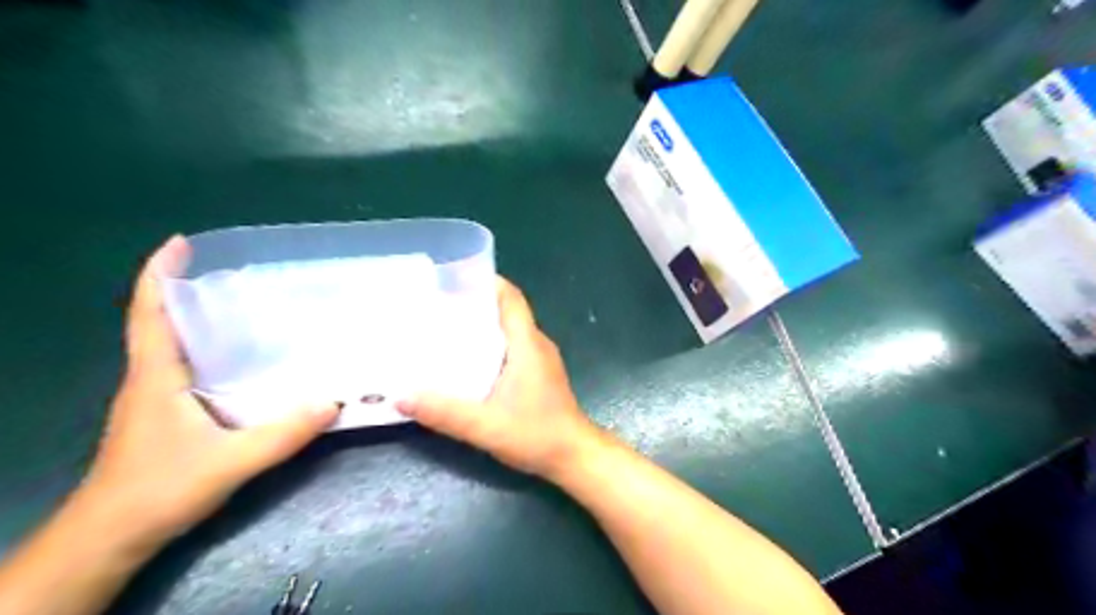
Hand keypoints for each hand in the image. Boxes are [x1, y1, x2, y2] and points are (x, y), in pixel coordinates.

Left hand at [76, 236, 338, 552]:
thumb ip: (283, 433)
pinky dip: (209, 350)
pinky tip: (245, 359)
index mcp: (155, 376)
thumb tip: (334, 401)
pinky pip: (187, 368)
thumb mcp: (230, 462)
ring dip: (200, 319)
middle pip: (161, 321)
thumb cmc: (159, 490)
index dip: (159, 274)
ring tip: (248, 306)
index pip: (149, 313)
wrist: (112, 537)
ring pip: (174, 345)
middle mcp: (151, 378)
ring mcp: (155, 397)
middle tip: (238, 273)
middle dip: (189, 290)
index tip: (180, 243)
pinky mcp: (166, 414)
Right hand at [394, 276, 603, 480]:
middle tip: (437, 306)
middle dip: (474, 303)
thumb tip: (400, 396)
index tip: (454, 278)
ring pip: (509, 330)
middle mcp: (536, 344)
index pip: (511, 298)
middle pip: (506, 311)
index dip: (487, 282)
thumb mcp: (485, 425)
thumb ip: (444, 412)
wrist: (574, 456)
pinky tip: (467, 360)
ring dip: (482, 325)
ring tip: (445, 329)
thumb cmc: (536, 435)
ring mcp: (540, 359)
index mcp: (527, 344)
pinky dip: (490, 344)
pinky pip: (512, 347)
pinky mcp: (539, 373)